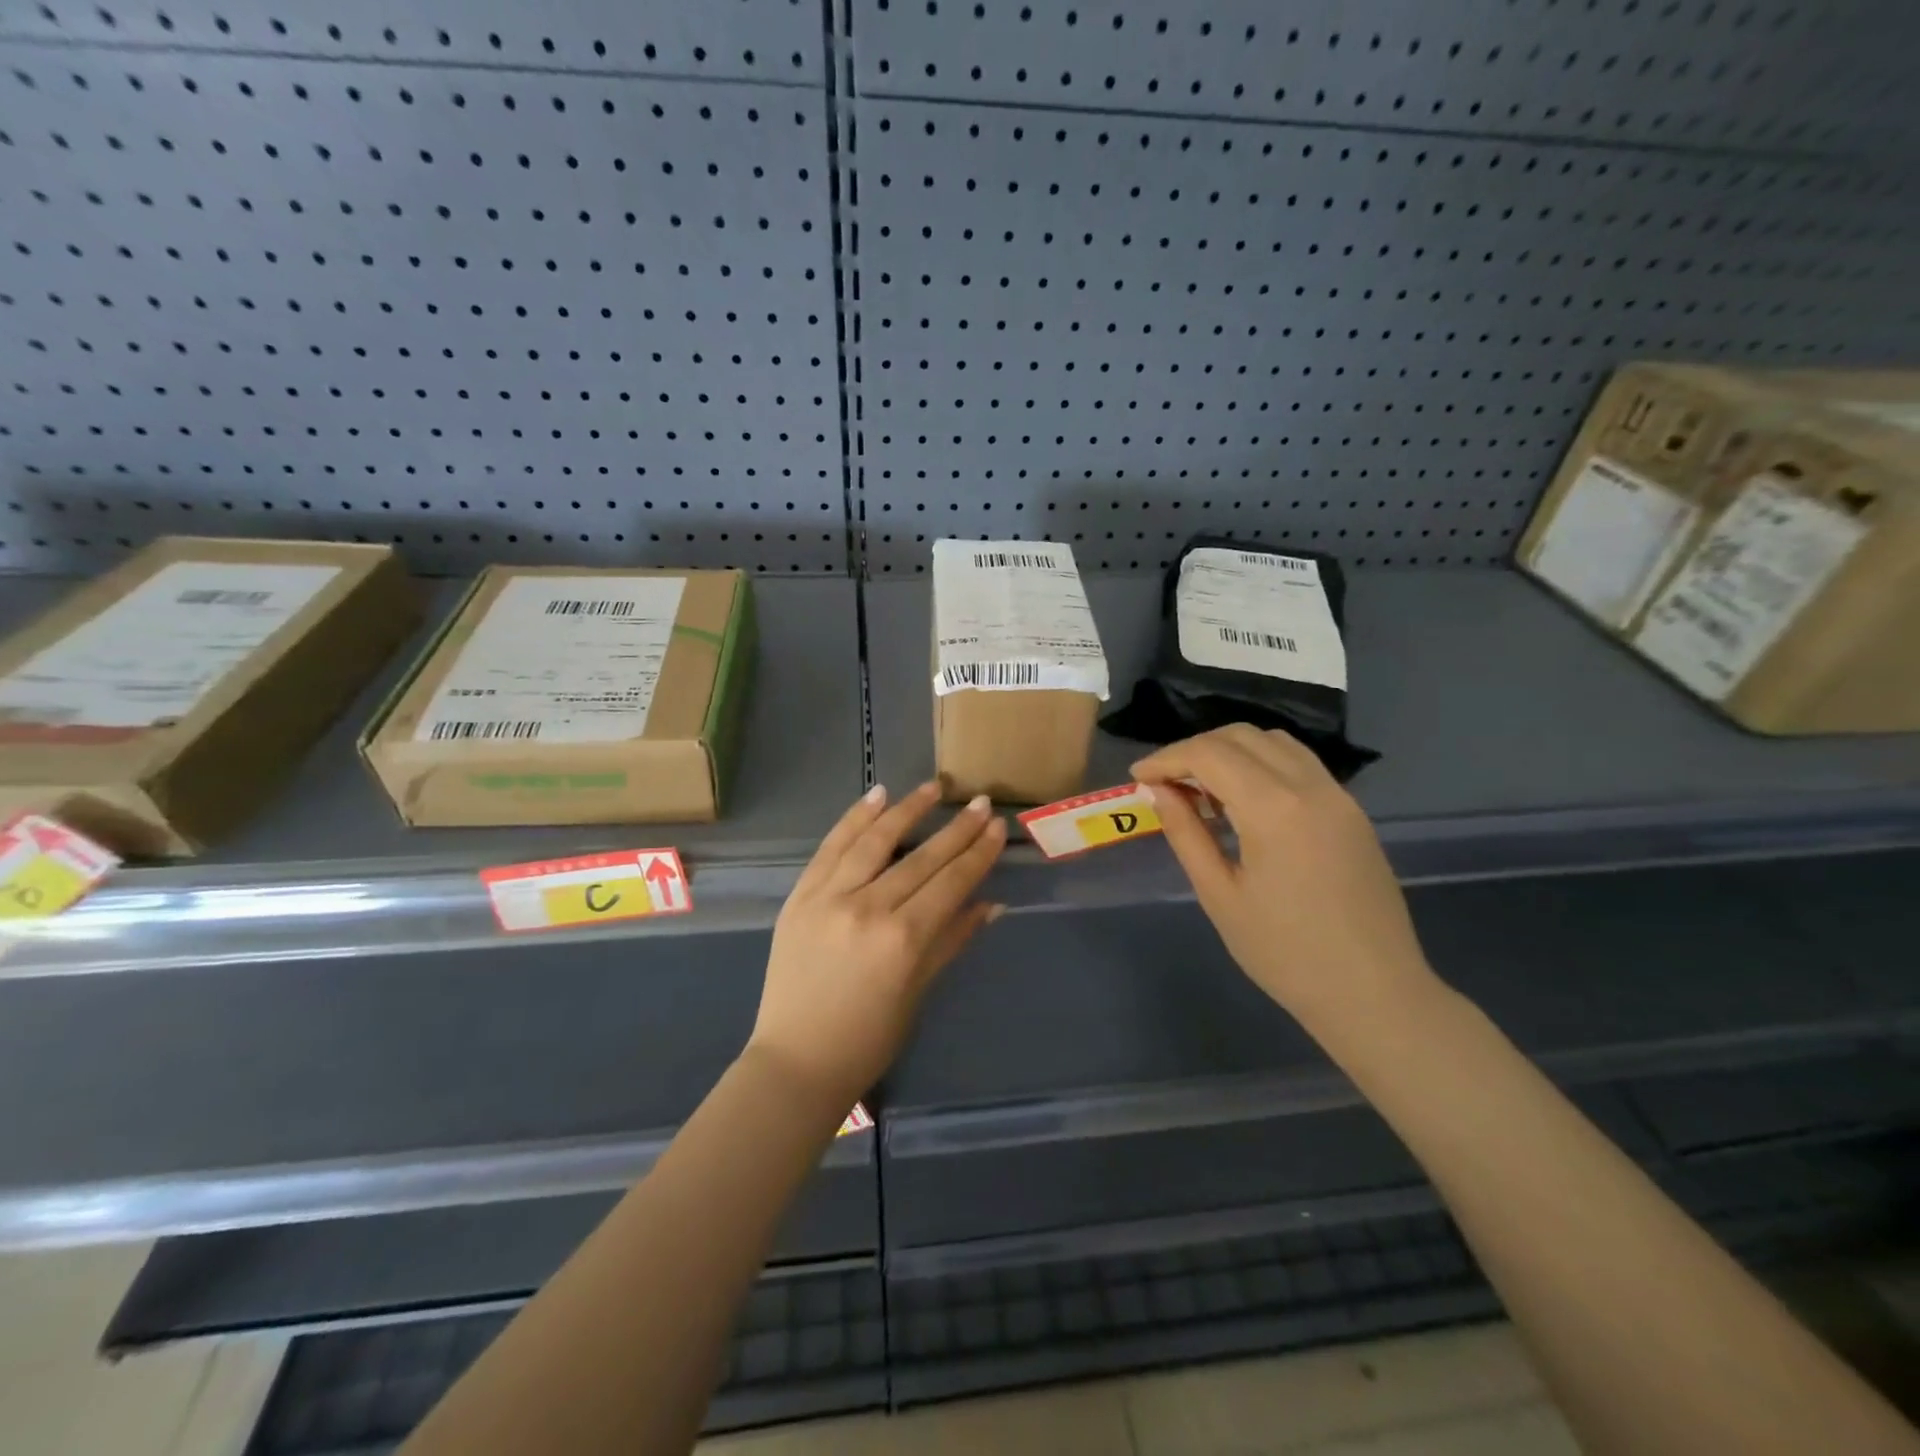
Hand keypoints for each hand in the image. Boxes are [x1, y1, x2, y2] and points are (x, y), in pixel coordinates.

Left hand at [749, 781, 1006, 1112]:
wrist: (796, 1060)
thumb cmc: (868, 1038)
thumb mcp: (918, 990)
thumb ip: (953, 940)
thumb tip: (993, 904)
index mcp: (903, 939)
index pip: (951, 882)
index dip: (978, 853)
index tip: (997, 827)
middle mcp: (868, 908)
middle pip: (921, 858)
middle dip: (957, 829)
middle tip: (980, 802)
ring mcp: (829, 897)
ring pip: (875, 841)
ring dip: (907, 810)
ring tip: (934, 788)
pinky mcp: (800, 895)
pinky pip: (831, 847)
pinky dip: (854, 819)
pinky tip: (877, 796)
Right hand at [1131, 725, 1435, 1032]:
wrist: (1375, 994)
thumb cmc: (1285, 954)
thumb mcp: (1220, 896)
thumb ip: (1186, 834)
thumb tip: (1158, 791)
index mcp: (1274, 808)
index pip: (1209, 754)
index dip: (1166, 758)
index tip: (1138, 776)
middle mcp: (1310, 787)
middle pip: (1241, 736)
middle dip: (1195, 749)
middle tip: (1165, 781)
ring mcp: (1338, 796)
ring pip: (1274, 743)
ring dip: (1230, 751)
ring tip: (1203, 788)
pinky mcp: (1351, 811)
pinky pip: (1300, 764)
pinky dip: (1262, 764)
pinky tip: (1244, 801)